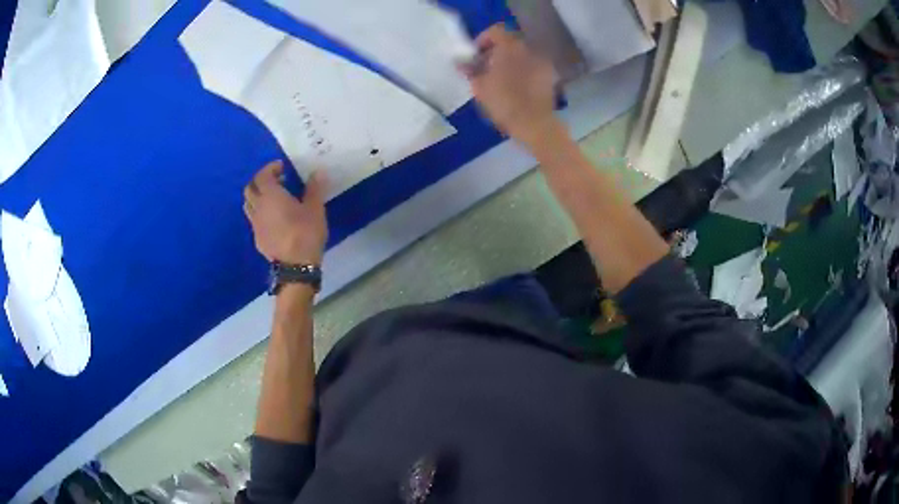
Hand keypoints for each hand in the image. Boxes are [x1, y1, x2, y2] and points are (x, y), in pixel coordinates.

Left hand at [243, 161, 327, 264]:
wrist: (295, 266)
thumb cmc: (305, 233)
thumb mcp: (315, 209)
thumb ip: (314, 189)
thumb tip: (317, 172)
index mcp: (271, 195)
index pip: (262, 175)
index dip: (270, 169)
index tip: (281, 167)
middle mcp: (258, 207)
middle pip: (249, 189)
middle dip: (260, 181)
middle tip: (275, 181)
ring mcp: (255, 224)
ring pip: (249, 205)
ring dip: (257, 197)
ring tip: (272, 199)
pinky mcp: (257, 239)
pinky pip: (254, 220)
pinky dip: (261, 214)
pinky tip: (274, 219)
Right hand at [462, 25, 559, 147]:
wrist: (535, 124)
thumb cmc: (503, 102)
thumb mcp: (479, 86)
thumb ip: (469, 70)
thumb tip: (460, 62)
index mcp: (510, 47)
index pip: (495, 31)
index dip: (483, 40)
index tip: (475, 55)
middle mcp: (528, 49)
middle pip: (510, 43)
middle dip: (496, 52)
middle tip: (485, 68)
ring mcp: (542, 63)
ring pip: (521, 55)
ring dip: (510, 62)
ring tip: (499, 80)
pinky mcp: (550, 77)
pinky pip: (532, 68)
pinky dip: (522, 72)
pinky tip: (515, 88)